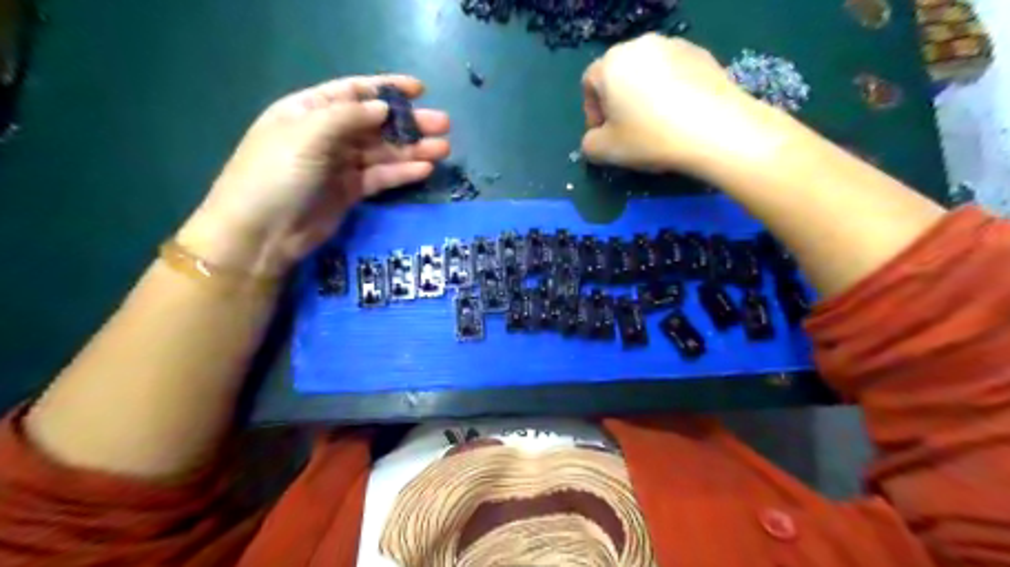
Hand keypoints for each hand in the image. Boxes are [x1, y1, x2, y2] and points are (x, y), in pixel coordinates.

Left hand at [179, 74, 451, 276]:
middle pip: (376, 124)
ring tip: (444, 149)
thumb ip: (347, 118)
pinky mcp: (350, 191)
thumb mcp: (307, 136)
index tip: (420, 90)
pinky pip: (381, 177)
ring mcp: (340, 165)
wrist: (261, 233)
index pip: (354, 93)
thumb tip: (383, 107)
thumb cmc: (276, 175)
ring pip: (383, 152)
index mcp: (310, 111)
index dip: (387, 89)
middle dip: (409, 123)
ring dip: (413, 149)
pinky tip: (425, 169)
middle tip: (443, 125)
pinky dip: (402, 173)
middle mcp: (327, 135)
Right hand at [580, 30, 792, 176]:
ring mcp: (674, 45)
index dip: (592, 113)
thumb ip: (589, 144)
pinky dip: (671, 91)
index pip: (589, 84)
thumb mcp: (606, 151)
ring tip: (657, 124)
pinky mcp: (702, 54)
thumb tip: (595, 138)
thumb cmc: (650, 138)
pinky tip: (680, 116)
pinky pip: (674, 73)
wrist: (714, 129)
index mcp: (611, 64)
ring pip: (648, 73)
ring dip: (644, 96)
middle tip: (628, 131)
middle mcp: (640, 45)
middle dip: (618, 102)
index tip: (605, 135)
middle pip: (619, 75)